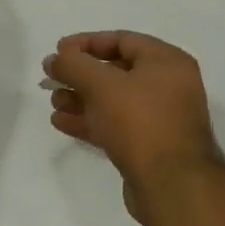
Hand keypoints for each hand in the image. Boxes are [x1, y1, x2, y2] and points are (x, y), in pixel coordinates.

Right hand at [45, 31, 224, 223]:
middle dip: (81, 75)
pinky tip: (61, 122)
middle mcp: (168, 86)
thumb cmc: (140, 122)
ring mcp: (160, 118)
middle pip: (116, 71)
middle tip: (51, 79)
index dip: (87, 43)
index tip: (58, 51)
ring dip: (81, 99)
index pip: (123, 40)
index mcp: (167, 62)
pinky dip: (90, 120)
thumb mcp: (102, 85)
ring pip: (114, 101)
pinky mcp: (149, 146)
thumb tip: (54, 59)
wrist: (172, 185)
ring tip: (54, 102)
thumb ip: (74, 65)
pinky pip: (115, 125)